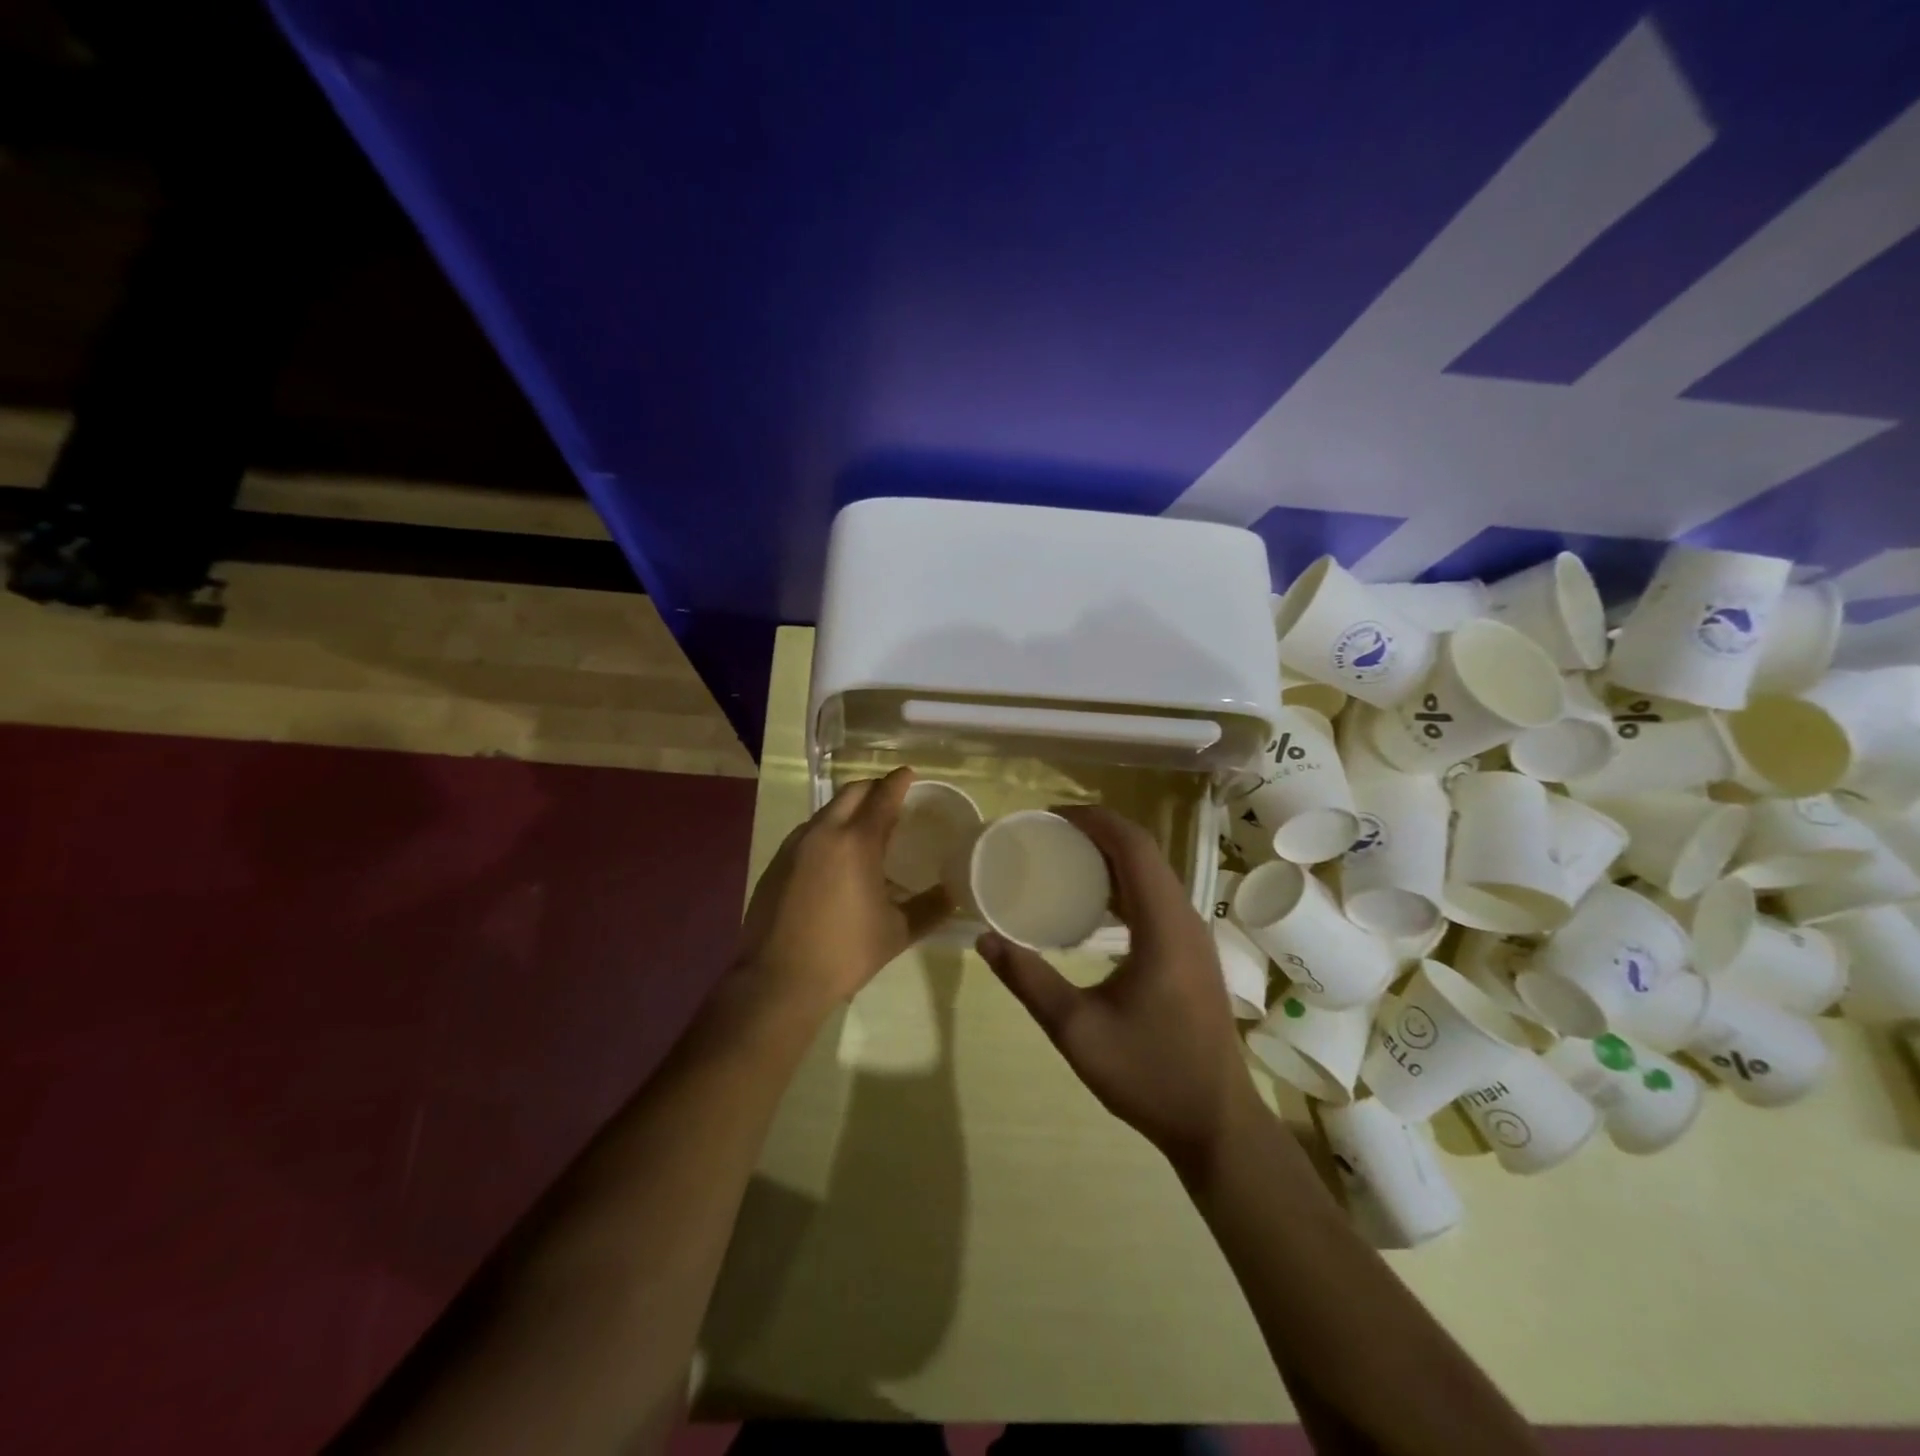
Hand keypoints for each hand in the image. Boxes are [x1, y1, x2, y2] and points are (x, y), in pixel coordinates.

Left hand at [736, 768, 952, 1016]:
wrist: (778, 980)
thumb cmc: (845, 953)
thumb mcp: (897, 932)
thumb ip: (929, 908)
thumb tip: (954, 892)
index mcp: (856, 842)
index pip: (882, 796)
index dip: (898, 781)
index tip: (910, 774)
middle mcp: (822, 833)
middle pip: (850, 793)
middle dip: (873, 788)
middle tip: (891, 799)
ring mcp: (793, 846)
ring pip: (825, 812)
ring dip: (848, 810)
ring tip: (865, 830)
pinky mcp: (776, 863)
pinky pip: (807, 833)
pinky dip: (827, 831)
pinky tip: (835, 859)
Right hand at [977, 806, 1256, 1173]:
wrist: (1216, 1123)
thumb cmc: (1149, 1075)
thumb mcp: (1077, 1031)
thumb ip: (1028, 981)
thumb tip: (985, 940)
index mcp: (1163, 925)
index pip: (1132, 846)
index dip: (1093, 820)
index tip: (1049, 816)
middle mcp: (1184, 918)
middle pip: (1143, 852)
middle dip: (1097, 831)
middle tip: (1046, 834)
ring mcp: (1193, 936)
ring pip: (1152, 873)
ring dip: (1111, 855)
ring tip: (1062, 857)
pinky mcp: (1191, 952)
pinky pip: (1156, 897)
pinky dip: (1123, 883)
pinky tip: (1093, 903)